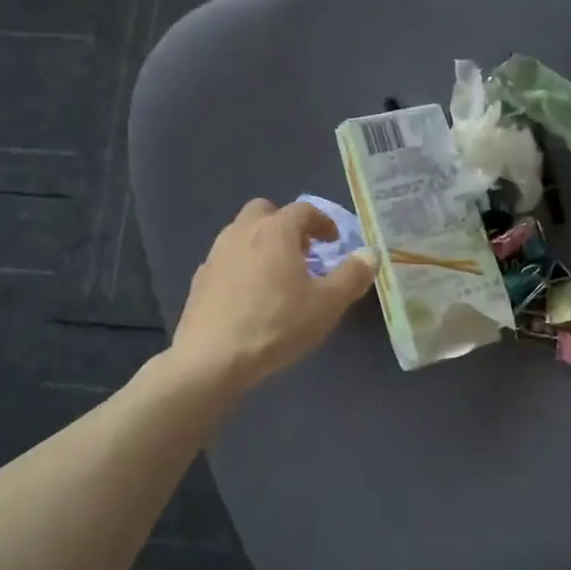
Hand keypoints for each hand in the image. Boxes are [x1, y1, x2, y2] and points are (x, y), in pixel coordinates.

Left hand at [171, 199, 376, 389]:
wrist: (212, 359)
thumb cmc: (276, 325)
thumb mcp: (327, 304)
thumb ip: (352, 275)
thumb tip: (370, 254)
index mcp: (276, 230)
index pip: (303, 210)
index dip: (322, 221)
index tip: (333, 241)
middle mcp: (242, 231)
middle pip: (265, 211)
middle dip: (286, 224)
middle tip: (302, 251)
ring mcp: (216, 254)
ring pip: (241, 233)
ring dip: (262, 243)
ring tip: (277, 274)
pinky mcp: (199, 279)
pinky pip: (226, 259)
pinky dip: (241, 266)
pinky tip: (249, 295)